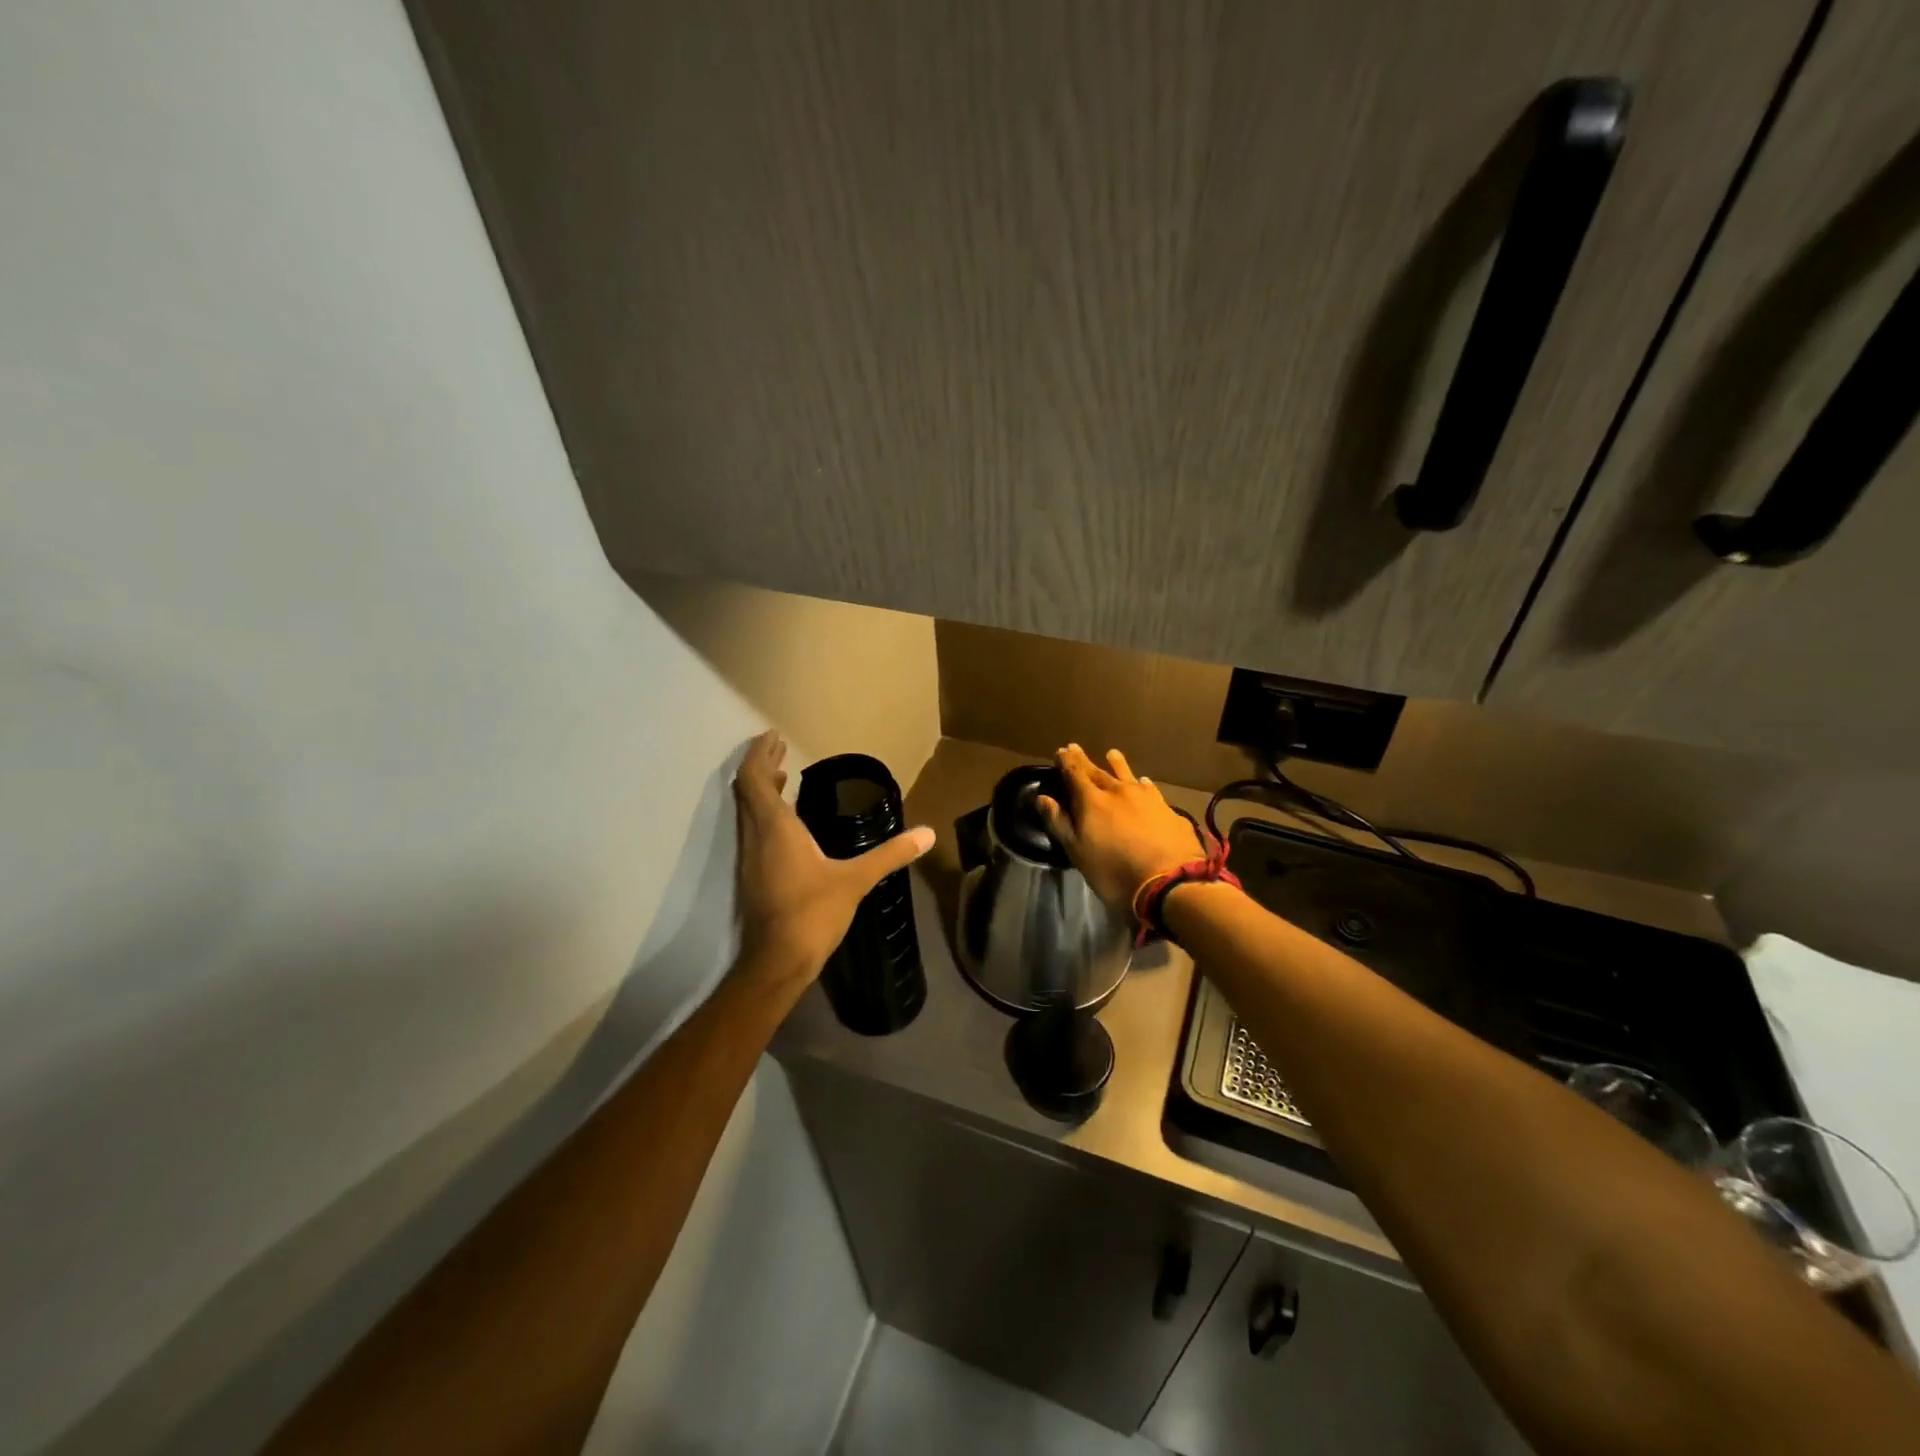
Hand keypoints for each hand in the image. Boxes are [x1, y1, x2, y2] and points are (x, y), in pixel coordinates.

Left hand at [732, 732, 934, 993]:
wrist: (777, 961)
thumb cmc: (813, 913)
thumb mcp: (856, 880)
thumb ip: (891, 854)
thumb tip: (928, 834)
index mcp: (775, 828)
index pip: (755, 779)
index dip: (760, 754)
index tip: (773, 736)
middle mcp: (755, 836)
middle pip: (746, 789)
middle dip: (761, 764)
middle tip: (779, 748)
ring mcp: (749, 856)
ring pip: (746, 810)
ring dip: (761, 788)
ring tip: (783, 775)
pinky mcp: (751, 874)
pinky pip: (752, 828)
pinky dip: (764, 811)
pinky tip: (786, 821)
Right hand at [1035, 744, 1204, 909]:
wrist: (1169, 881)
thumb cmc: (1114, 871)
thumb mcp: (1078, 852)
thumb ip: (1059, 823)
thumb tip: (1042, 798)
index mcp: (1092, 801)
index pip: (1075, 774)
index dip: (1066, 762)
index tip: (1060, 752)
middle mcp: (1118, 791)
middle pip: (1098, 772)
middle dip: (1084, 761)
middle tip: (1075, 748)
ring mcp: (1145, 798)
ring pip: (1127, 775)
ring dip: (1117, 764)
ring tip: (1111, 753)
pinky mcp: (1166, 809)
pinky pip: (1149, 789)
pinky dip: (1142, 784)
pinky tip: (1144, 782)